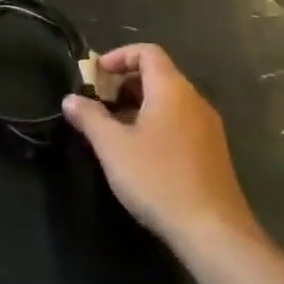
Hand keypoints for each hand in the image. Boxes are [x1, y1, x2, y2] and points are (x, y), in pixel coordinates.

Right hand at [62, 44, 261, 250]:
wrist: (214, 231)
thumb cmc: (159, 179)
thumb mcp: (113, 147)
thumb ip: (89, 117)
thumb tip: (70, 99)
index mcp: (172, 89)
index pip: (147, 52)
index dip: (119, 56)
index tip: (96, 75)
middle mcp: (194, 100)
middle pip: (158, 75)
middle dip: (125, 84)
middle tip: (99, 105)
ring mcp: (208, 127)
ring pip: (169, 101)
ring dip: (139, 106)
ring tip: (115, 131)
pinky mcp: (213, 152)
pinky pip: (180, 122)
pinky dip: (157, 124)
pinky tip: (141, 155)